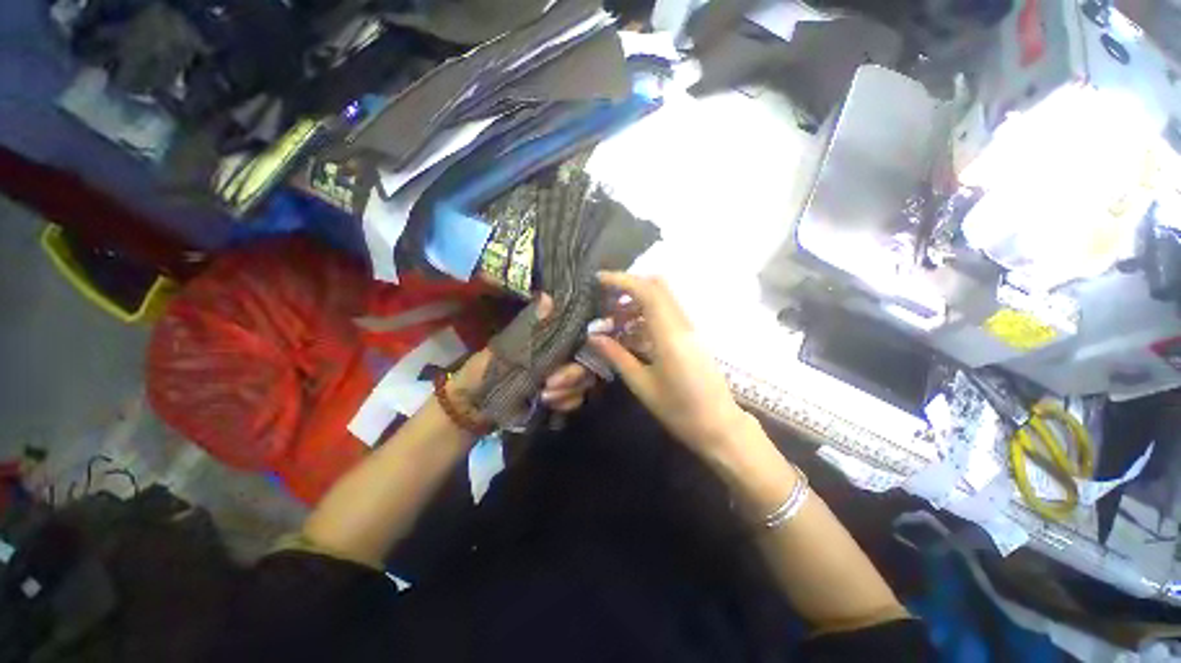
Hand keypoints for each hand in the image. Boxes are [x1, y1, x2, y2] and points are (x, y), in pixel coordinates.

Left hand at [452, 294, 596, 415]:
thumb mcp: (509, 345)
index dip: (591, 342)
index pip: (585, 332)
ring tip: (543, 396)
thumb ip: (534, 327)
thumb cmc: (489, 367)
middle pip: (589, 360)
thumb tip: (548, 297)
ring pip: (585, 381)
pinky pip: (577, 398)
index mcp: (554, 335)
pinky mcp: (563, 395)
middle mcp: (565, 352)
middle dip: (573, 374)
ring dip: (567, 391)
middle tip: (550, 383)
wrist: (476, 403)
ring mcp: (566, 374)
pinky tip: (549, 404)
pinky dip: (565, 402)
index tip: (577, 353)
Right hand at [588, 272, 747, 457]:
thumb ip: (617, 356)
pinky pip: (668, 312)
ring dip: (637, 299)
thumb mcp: (642, 385)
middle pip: (658, 287)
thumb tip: (593, 337)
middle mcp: (683, 325)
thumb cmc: (679, 411)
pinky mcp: (692, 336)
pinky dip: (647, 312)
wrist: (719, 425)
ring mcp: (691, 329)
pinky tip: (632, 330)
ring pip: (663, 298)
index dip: (622, 281)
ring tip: (613, 318)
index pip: (648, 293)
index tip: (599, 280)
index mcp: (670, 336)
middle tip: (605, 299)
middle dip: (629, 285)